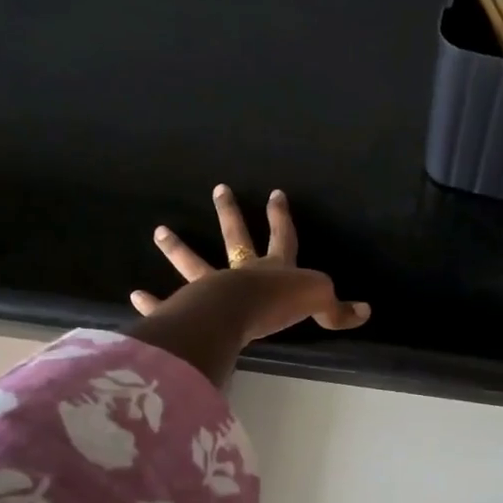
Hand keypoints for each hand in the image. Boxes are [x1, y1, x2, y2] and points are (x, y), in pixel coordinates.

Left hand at [131, 185, 369, 346]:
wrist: (239, 313)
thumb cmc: (279, 303)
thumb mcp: (319, 303)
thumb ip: (338, 309)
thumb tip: (365, 311)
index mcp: (275, 268)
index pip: (282, 237)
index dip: (280, 217)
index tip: (274, 194)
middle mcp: (243, 271)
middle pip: (236, 237)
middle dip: (229, 214)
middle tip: (219, 189)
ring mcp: (213, 286)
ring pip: (194, 263)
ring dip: (178, 248)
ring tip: (159, 231)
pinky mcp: (191, 307)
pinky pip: (170, 303)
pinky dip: (154, 302)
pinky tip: (136, 297)